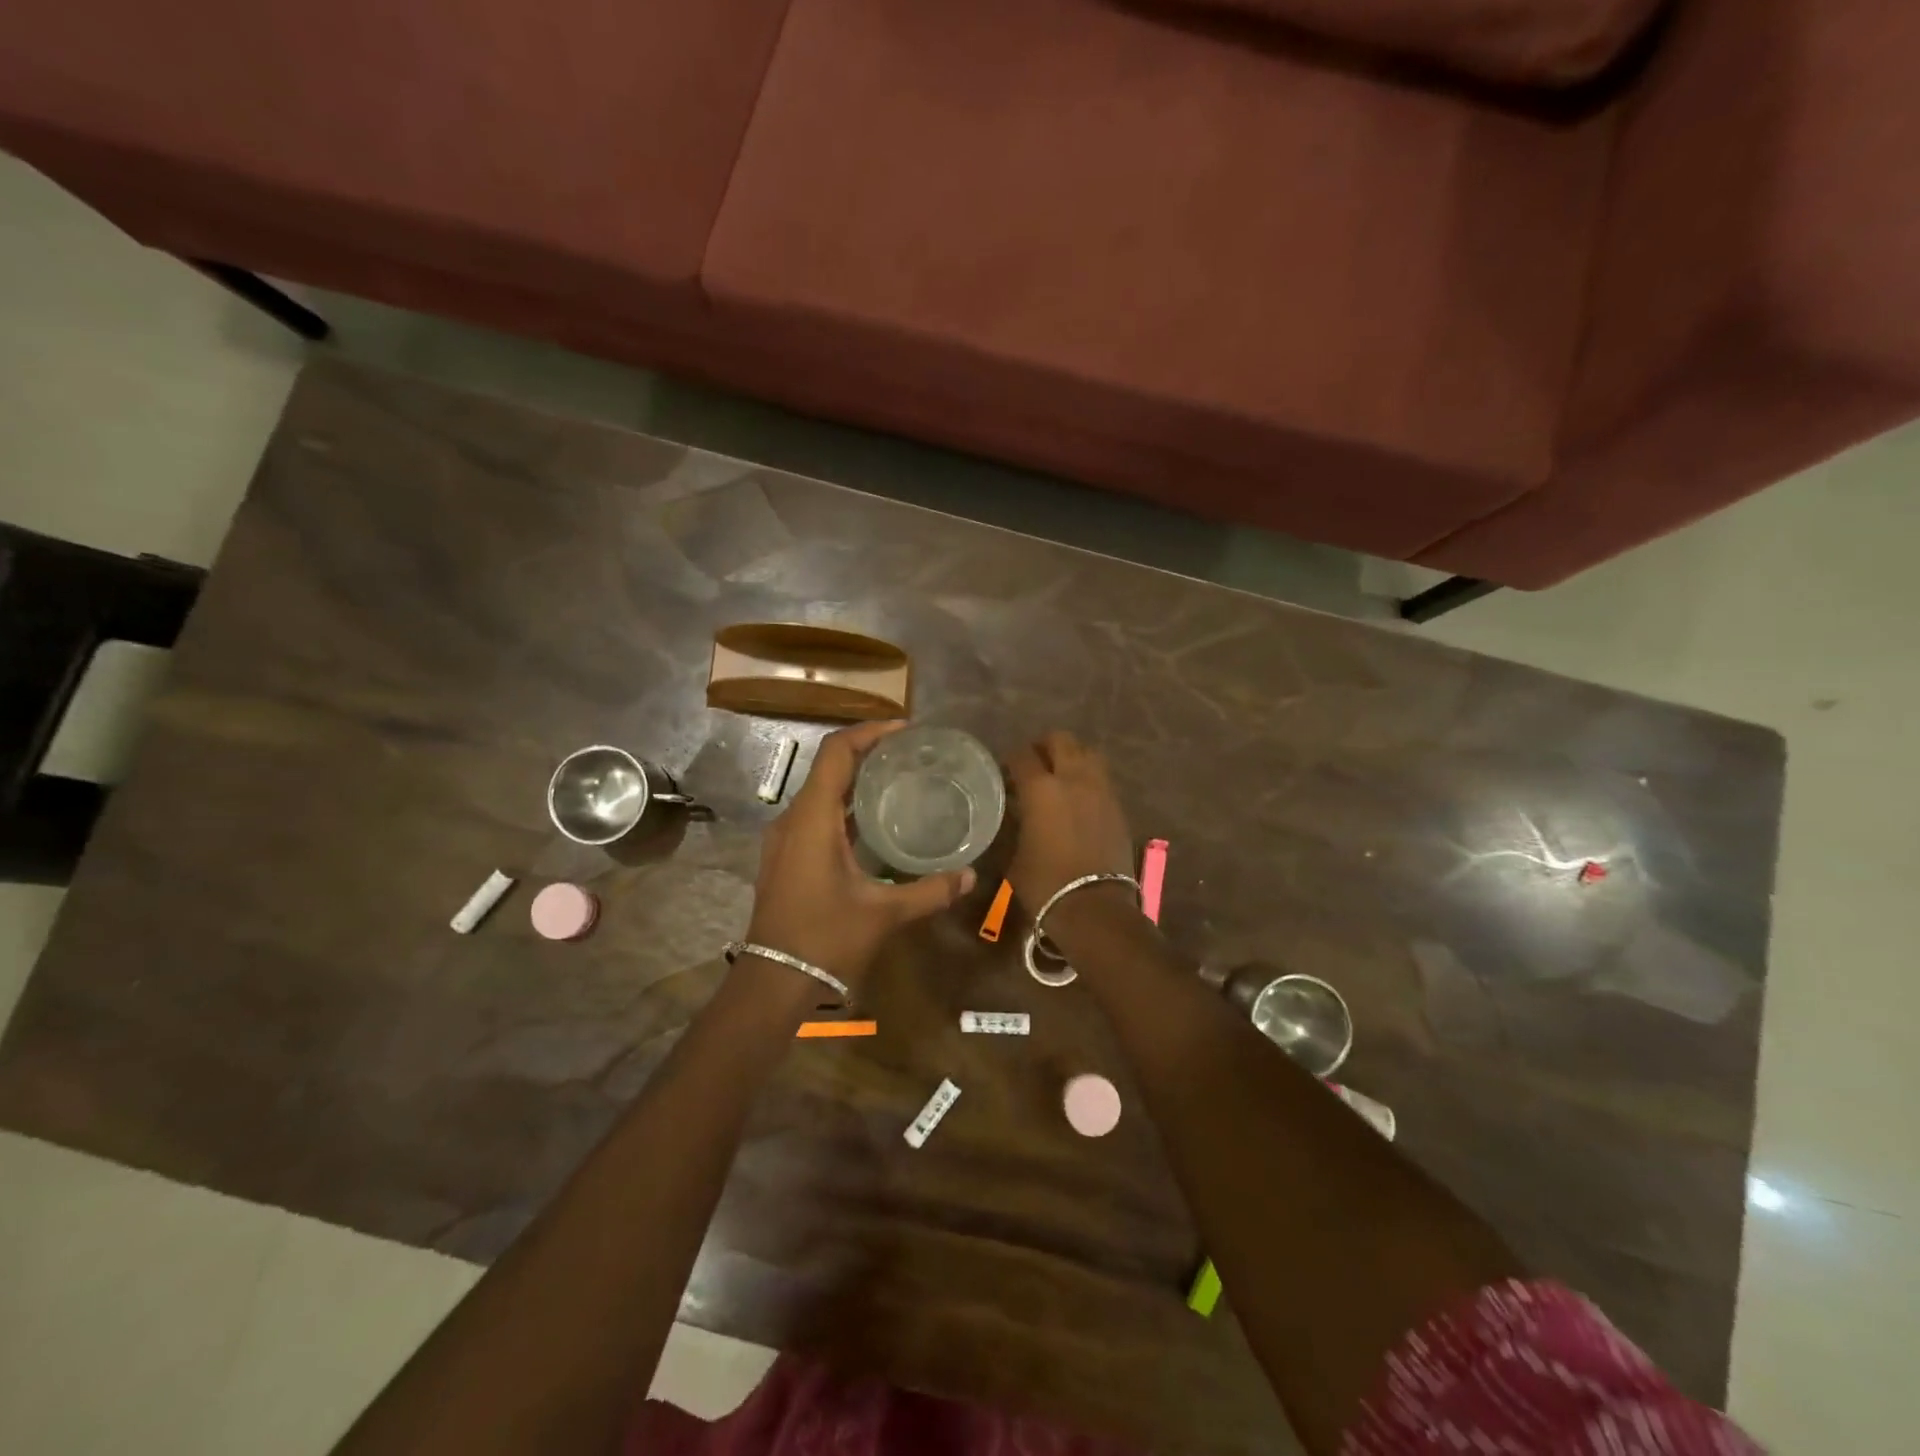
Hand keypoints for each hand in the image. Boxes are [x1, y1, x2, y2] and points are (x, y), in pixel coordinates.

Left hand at [745, 722, 975, 987]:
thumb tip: (970, 876)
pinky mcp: (786, 857)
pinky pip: (816, 815)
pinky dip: (845, 807)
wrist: (775, 980)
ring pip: (821, 792)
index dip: (869, 732)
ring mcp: (785, 839)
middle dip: (868, 753)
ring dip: (856, 781)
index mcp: (813, 819)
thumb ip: (929, 891)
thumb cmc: (826, 939)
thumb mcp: (884, 914)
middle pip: (829, 767)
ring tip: (899, 782)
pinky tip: (874, 824)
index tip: (905, 729)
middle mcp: (793, 819)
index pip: (837, 752)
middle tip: (911, 755)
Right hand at [1006, 730, 1134, 910]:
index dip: (1011, 759)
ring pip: (1088, 753)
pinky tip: (1079, 798)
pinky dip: (1088, 779)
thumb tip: (1017, 814)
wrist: (1094, 907)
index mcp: (1041, 788)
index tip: (1005, 771)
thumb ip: (1016, 825)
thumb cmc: (1045, 884)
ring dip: (1072, 757)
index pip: (1022, 755)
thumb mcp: (1014, 855)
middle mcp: (1073, 779)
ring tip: (1061, 775)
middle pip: (1061, 740)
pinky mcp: (1118, 806)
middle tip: (1034, 763)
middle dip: (1045, 746)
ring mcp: (1101, 790)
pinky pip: (1102, 778)